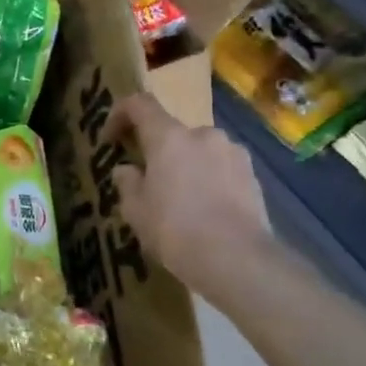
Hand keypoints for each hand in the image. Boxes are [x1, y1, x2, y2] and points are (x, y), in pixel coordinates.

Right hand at [110, 92, 271, 290]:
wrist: (238, 261)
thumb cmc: (176, 230)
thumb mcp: (136, 211)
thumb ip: (127, 183)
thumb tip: (126, 170)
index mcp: (169, 137)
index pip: (140, 104)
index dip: (120, 114)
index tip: (111, 139)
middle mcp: (203, 135)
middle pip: (172, 132)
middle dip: (157, 151)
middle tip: (149, 181)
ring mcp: (233, 153)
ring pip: (199, 151)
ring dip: (186, 165)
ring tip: (181, 200)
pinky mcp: (254, 176)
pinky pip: (222, 168)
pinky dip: (209, 180)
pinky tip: (206, 210)